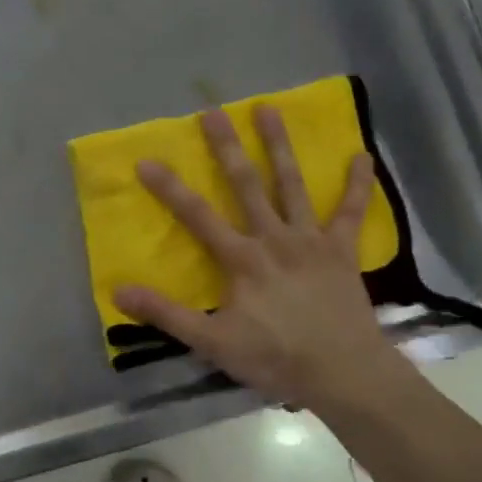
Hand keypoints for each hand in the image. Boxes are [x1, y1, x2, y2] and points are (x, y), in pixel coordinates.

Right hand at [113, 105, 406, 412]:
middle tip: (213, 111)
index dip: (169, 188)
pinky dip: (357, 184)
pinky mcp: (341, 250)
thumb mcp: (212, 342)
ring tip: (268, 109)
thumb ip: (167, 314)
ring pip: (292, 185)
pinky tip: (362, 155)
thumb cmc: (275, 358)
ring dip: (279, 146)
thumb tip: (119, 290)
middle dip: (226, 147)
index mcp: (242, 259)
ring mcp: (310, 240)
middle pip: (246, 184)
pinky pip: (351, 212)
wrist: (342, 372)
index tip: (146, 160)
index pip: (197, 216)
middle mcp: (274, 238)